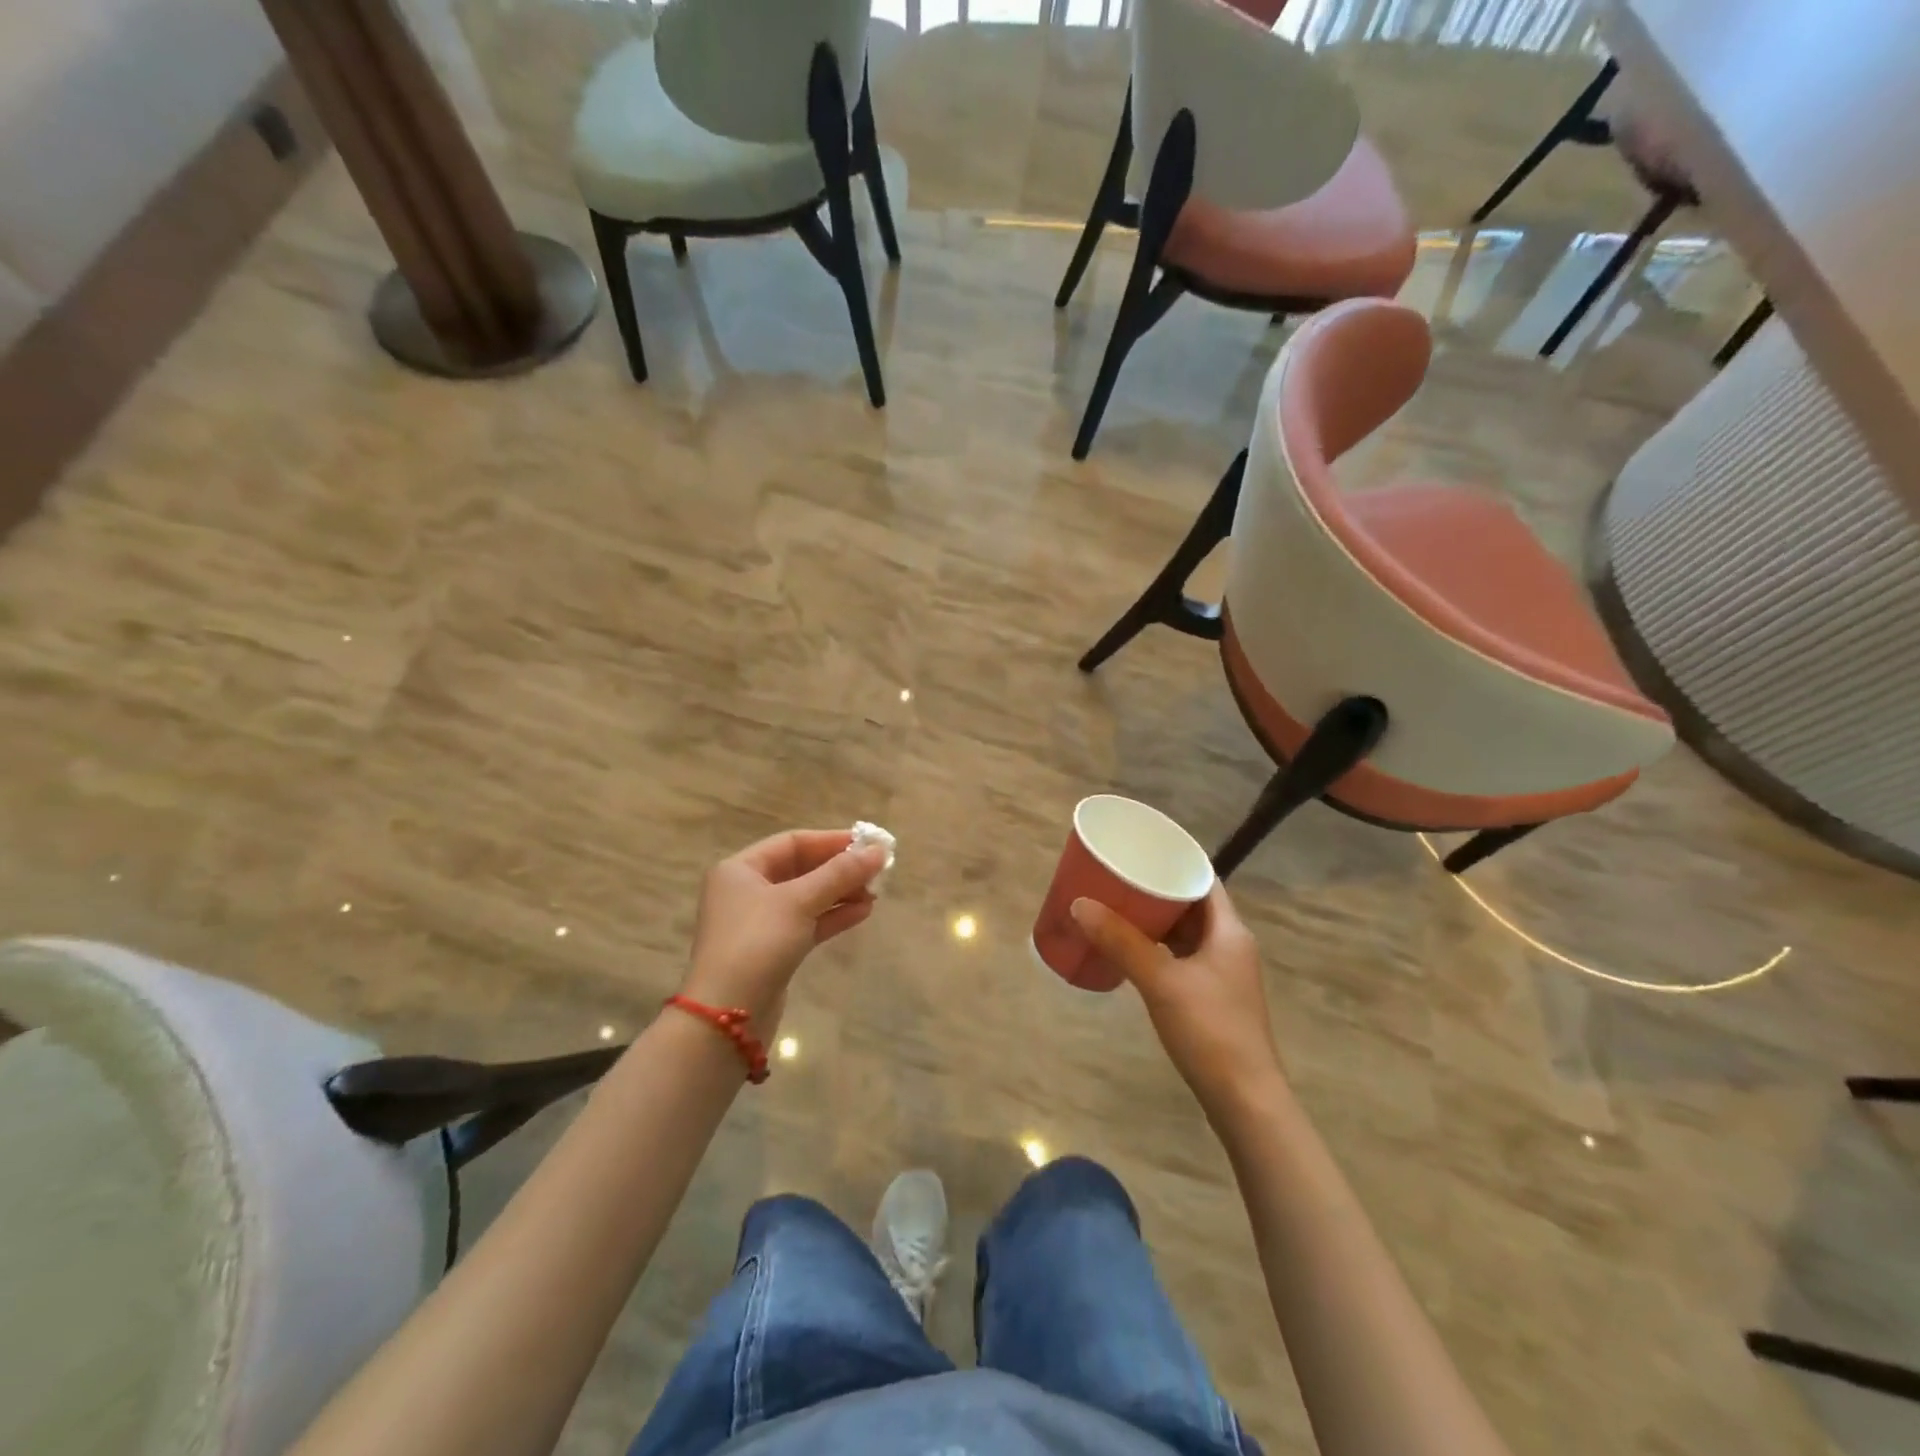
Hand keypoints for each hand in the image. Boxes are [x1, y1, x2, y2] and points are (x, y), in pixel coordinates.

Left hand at [680, 829, 886, 1028]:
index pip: (792, 843)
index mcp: (741, 869)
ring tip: (875, 893)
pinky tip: (863, 913)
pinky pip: (807, 923)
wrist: (727, 1016)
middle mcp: (747, 891)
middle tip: (878, 870)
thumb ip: (840, 874)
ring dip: (841, 893)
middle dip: (840, 870)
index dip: (832, 841)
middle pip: (801, 869)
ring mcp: (760, 922)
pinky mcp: (773, 950)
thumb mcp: (800, 902)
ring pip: (808, 897)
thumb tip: (878, 851)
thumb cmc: (757, 943)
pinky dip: (833, 916)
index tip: (869, 844)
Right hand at [1070, 883, 1283, 1118]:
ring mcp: (1223, 974)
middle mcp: (1230, 945)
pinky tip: (1132, 951)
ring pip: (1187, 933)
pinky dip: (1159, 948)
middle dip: (1157, 890)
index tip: (1140, 850)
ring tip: (1118, 908)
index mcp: (1229, 931)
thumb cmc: (1210, 1031)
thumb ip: (1121, 941)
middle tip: (1119, 878)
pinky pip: (1183, 957)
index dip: (1175, 861)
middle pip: (1193, 905)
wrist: (1245, 1100)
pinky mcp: (1213, 998)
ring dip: (1157, 921)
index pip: (1203, 879)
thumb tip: (1080, 904)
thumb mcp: (1160, 981)